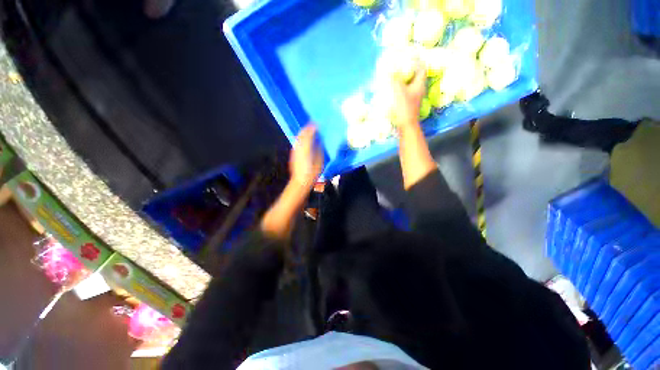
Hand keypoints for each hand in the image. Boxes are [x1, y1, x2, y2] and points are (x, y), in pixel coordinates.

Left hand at [289, 124, 323, 188]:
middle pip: (302, 134)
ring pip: (298, 138)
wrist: (300, 182)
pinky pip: (297, 143)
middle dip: (307, 128)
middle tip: (313, 124)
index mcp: (306, 148)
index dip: (313, 127)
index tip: (317, 123)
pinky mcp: (293, 154)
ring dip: (304, 133)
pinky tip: (305, 140)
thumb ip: (319, 150)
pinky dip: (302, 139)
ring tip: (309, 130)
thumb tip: (319, 142)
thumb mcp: (319, 161)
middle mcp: (299, 147)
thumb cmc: (312, 173)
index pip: (309, 134)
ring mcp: (295, 151)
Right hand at [390, 64, 426, 130]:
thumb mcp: (399, 91)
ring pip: (411, 83)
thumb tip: (390, 69)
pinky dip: (402, 87)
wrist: (406, 124)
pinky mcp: (410, 102)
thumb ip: (395, 79)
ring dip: (404, 79)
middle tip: (400, 65)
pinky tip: (394, 87)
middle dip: (409, 69)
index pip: (421, 68)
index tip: (408, 57)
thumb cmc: (404, 107)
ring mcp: (415, 96)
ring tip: (396, 75)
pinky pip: (407, 90)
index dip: (416, 61)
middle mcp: (419, 89)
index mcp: (420, 84)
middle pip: (416, 75)